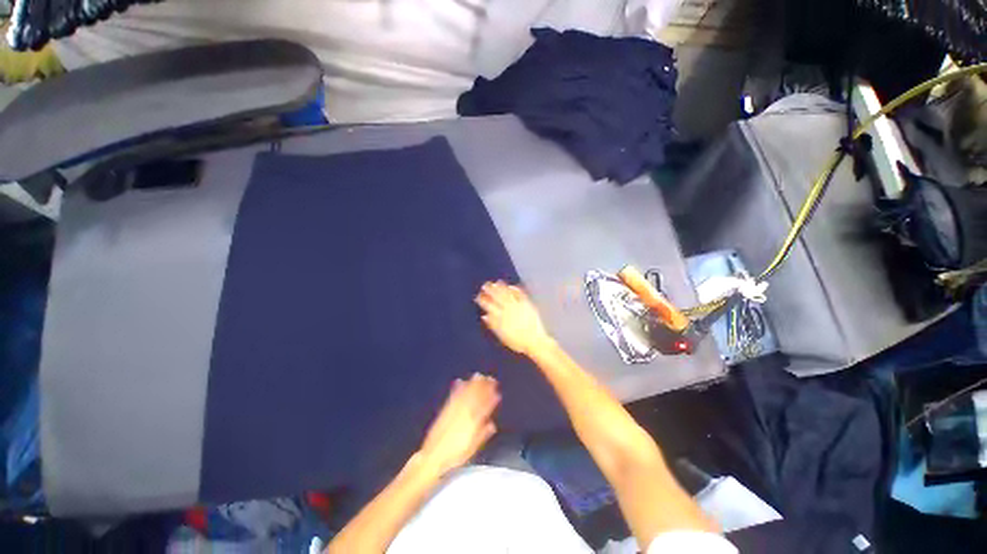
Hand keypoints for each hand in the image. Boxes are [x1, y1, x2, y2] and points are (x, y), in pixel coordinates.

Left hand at [418, 373, 499, 476]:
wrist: (434, 456)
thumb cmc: (455, 455)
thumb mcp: (472, 447)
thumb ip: (483, 434)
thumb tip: (492, 424)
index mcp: (473, 422)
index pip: (484, 406)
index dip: (491, 397)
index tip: (496, 389)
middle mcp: (464, 413)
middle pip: (476, 396)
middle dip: (483, 386)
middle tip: (490, 378)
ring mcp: (454, 410)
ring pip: (466, 393)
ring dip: (472, 384)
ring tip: (478, 375)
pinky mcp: (445, 410)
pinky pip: (453, 396)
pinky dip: (457, 388)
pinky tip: (460, 381)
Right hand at [475, 281, 552, 356]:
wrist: (534, 341)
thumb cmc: (517, 342)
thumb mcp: (502, 336)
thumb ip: (493, 325)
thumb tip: (484, 316)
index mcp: (500, 317)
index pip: (489, 306)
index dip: (483, 300)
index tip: (478, 296)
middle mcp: (508, 309)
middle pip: (497, 297)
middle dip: (490, 290)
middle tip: (484, 285)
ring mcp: (518, 305)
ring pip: (507, 294)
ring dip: (501, 287)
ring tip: (495, 283)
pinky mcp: (527, 304)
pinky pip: (520, 294)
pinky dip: (515, 289)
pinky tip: (511, 286)